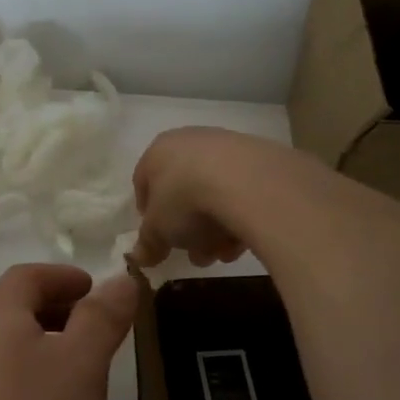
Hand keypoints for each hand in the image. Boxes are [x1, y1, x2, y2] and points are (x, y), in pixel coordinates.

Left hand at [0, 264, 137, 399]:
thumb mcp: (80, 366)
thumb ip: (101, 320)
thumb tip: (120, 278)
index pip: (24, 278)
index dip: (60, 276)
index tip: (94, 288)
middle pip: (12, 317)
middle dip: (56, 315)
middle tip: (96, 333)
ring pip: (6, 362)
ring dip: (44, 358)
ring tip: (82, 382)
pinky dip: (30, 398)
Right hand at [130, 126, 266, 268]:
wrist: (248, 182)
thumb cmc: (186, 200)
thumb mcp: (159, 230)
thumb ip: (148, 244)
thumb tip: (140, 257)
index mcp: (158, 151)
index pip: (144, 182)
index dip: (149, 215)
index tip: (159, 239)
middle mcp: (190, 141)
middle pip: (183, 192)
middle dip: (188, 230)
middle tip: (197, 255)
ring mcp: (226, 146)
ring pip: (213, 194)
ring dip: (215, 229)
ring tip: (224, 254)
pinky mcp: (259, 157)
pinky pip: (241, 192)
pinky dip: (240, 215)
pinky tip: (244, 240)